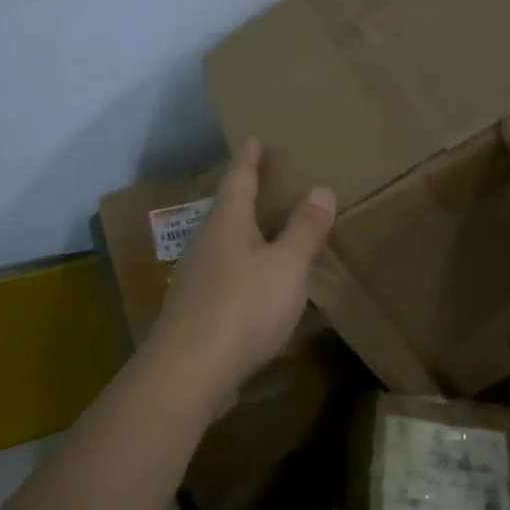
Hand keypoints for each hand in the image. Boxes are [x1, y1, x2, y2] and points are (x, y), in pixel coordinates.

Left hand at [147, 138, 335, 403]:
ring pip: (226, 245)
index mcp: (228, 222)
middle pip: (229, 210)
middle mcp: (207, 243)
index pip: (239, 178)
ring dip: (249, 237)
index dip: (250, 158)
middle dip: (249, 196)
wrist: (189, 371)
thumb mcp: (287, 266)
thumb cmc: (243, 306)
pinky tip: (262, 288)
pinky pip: (227, 277)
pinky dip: (247, 271)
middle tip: (272, 183)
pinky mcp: (197, 311)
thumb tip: (321, 189)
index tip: (255, 138)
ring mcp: (197, 278)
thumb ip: (305, 229)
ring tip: (273, 234)